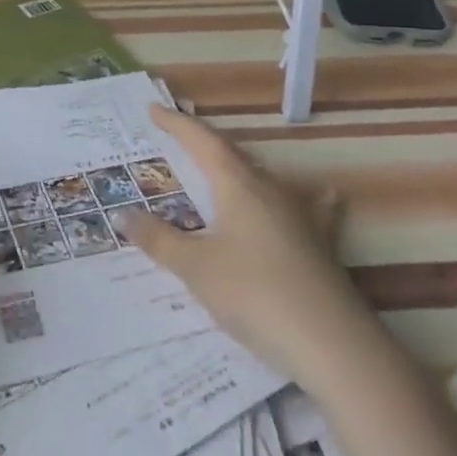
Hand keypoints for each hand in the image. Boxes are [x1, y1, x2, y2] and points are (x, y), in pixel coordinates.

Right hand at [122, 105, 364, 382]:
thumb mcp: (196, 268)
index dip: (176, 124)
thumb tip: (122, 214)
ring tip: (227, 167)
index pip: (202, 141)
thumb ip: (158, 240)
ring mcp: (301, 216)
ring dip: (241, 170)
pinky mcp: (321, 245)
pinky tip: (324, 197)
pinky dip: (307, 198)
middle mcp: (270, 190)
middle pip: (232, 156)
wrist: (334, 346)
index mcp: (237, 185)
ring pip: (265, 180)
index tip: (153, 109)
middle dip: (204, 145)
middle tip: (179, 139)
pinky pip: (311, 209)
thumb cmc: (254, 294)